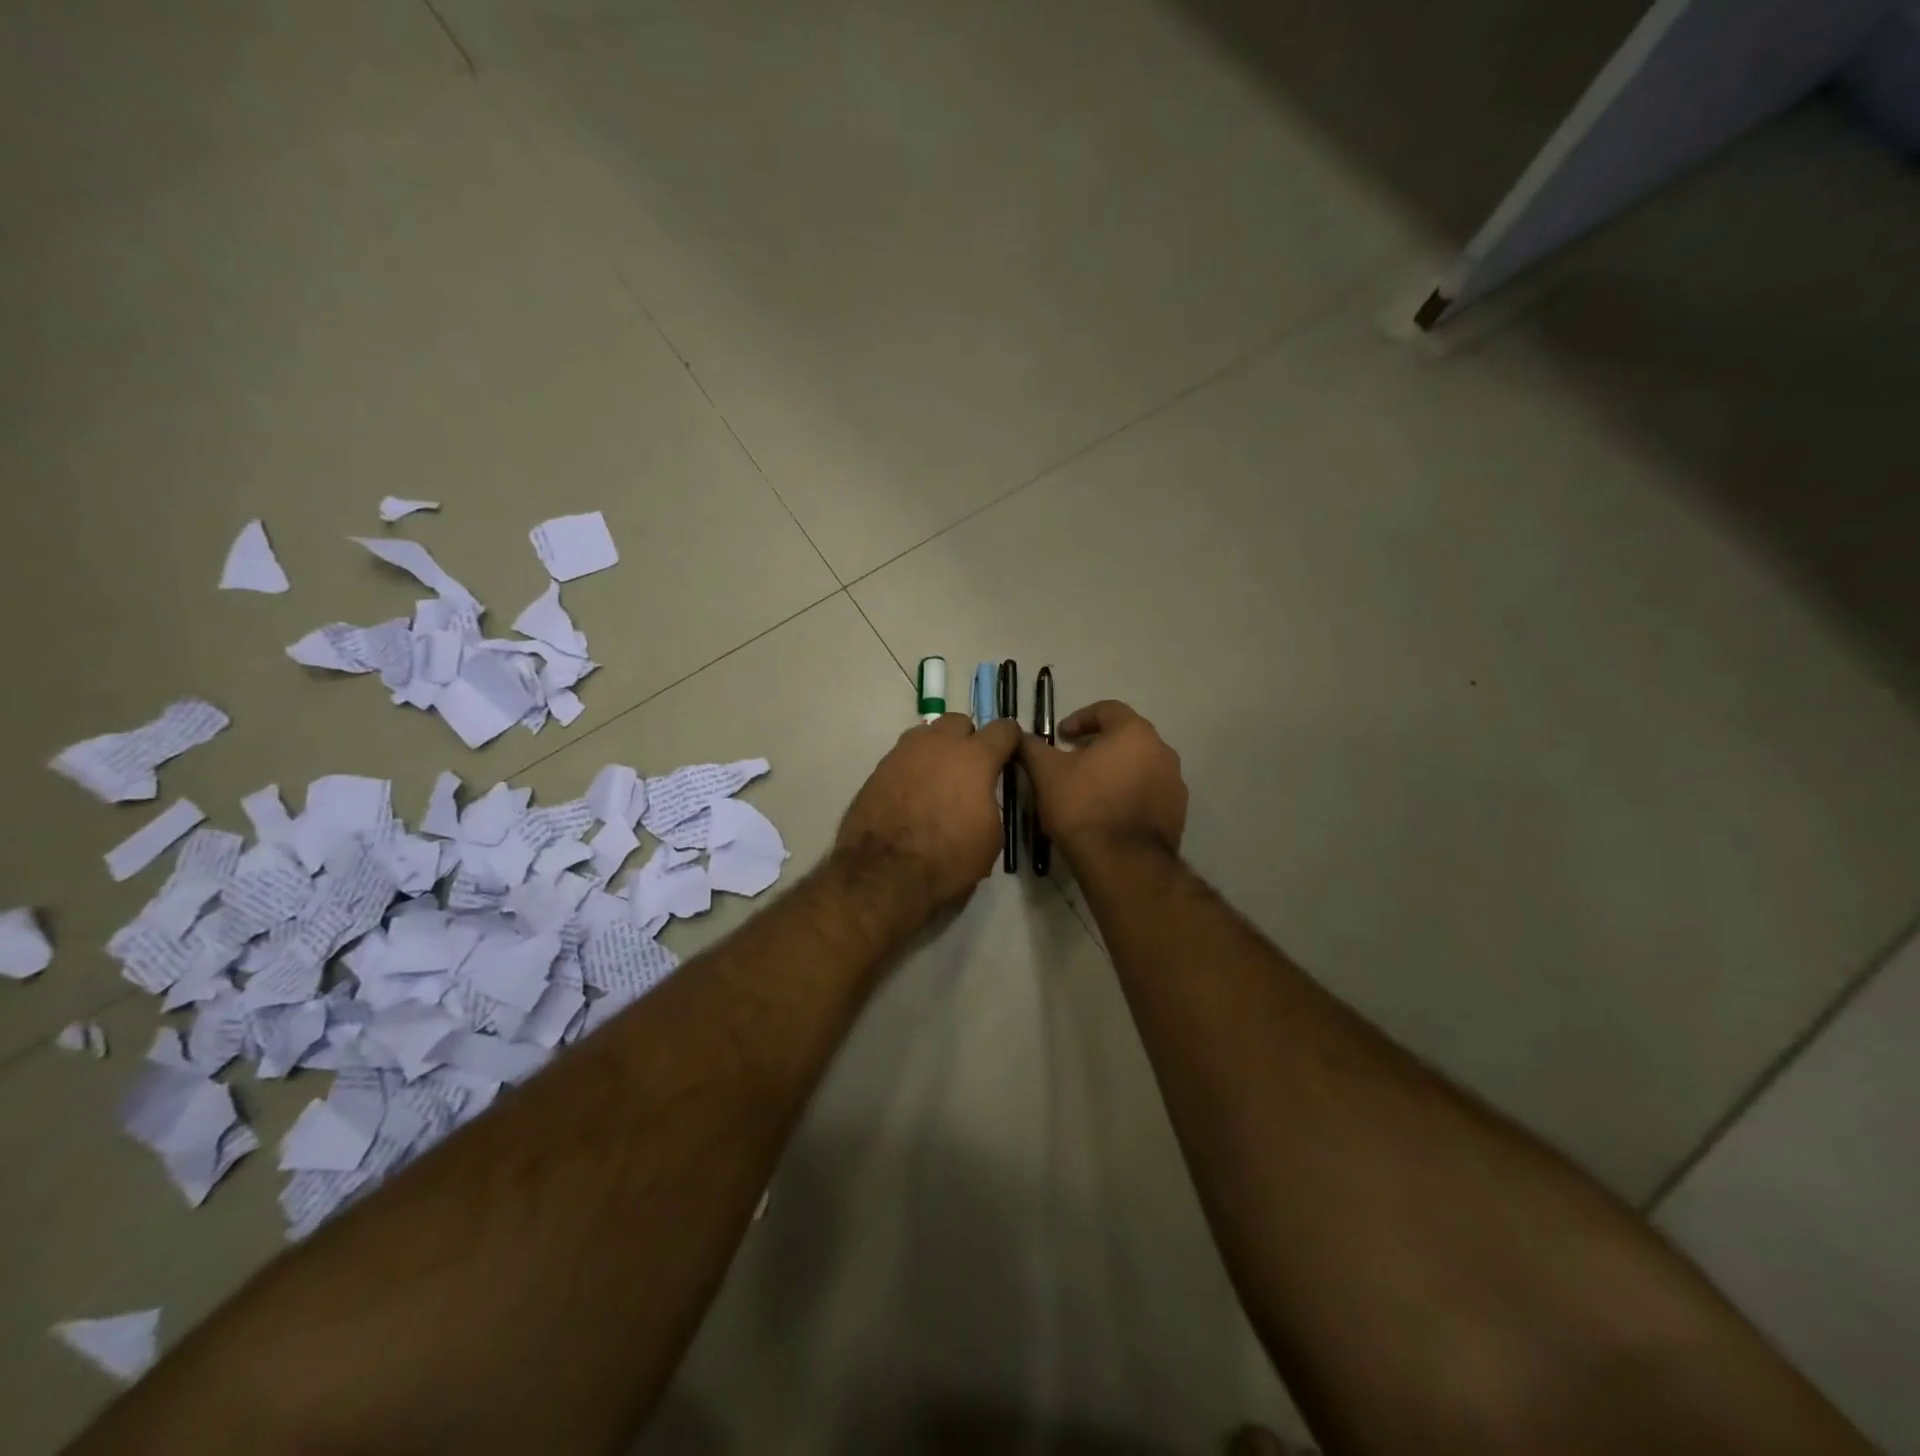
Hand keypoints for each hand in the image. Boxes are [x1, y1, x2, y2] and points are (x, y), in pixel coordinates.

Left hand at [836, 714, 1021, 916]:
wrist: (884, 872)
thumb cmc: (948, 859)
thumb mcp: (991, 838)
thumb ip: (990, 803)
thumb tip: (981, 796)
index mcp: (975, 757)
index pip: (1003, 729)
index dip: (1010, 740)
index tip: (1010, 754)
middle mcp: (939, 744)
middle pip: (959, 722)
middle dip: (968, 739)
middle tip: (969, 768)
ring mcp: (904, 752)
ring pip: (927, 735)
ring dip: (937, 749)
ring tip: (938, 779)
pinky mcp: (878, 768)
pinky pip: (903, 756)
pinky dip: (912, 768)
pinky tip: (913, 793)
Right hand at [1019, 700, 1186, 858]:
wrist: (1123, 863)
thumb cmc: (1083, 807)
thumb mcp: (1046, 773)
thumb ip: (1032, 748)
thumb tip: (1019, 736)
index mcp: (1134, 733)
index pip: (1107, 709)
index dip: (1080, 718)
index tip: (1061, 736)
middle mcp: (1162, 751)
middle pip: (1126, 737)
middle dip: (1098, 745)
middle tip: (1073, 762)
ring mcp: (1175, 783)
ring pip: (1140, 765)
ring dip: (1116, 770)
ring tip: (1090, 790)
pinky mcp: (1177, 813)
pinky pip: (1149, 793)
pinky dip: (1129, 794)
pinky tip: (1108, 813)